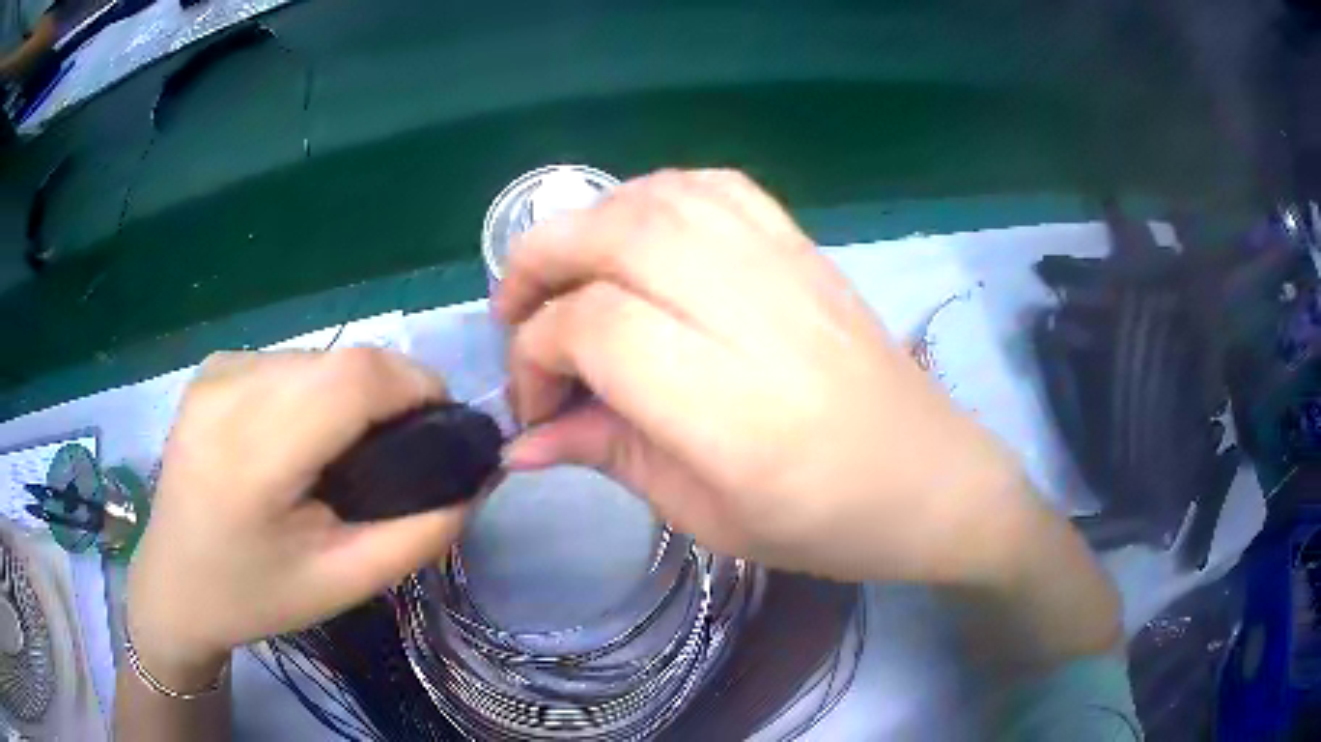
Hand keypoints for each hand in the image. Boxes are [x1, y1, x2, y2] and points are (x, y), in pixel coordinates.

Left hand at [126, 349, 466, 689]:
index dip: (416, 385)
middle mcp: (229, 391)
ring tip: (348, 448)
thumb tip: (475, 480)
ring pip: (318, 356)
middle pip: (341, 359)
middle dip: (391, 390)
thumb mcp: (343, 583)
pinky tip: (300, 434)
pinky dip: (314, 387)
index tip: (445, 424)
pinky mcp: (212, 367)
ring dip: (352, 389)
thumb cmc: (254, 597)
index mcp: (253, 455)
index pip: (354, 377)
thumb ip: (419, 534)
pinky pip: (288, 361)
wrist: (173, 584)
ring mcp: (216, 371)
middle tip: (402, 447)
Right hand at [497, 169, 1033, 584]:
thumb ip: (608, 456)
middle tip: (514, 310)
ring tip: (564, 271)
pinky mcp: (805, 247)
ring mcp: (788, 268)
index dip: (539, 353)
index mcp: (734, 411)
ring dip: (587, 221)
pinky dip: (652, 194)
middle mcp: (758, 317)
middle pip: (616, 238)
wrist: (930, 478)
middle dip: (538, 261)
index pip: (598, 328)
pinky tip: (634, 232)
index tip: (537, 402)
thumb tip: (521, 439)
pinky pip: (715, 187)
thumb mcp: (705, 515)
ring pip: (658, 198)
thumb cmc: (824, 522)